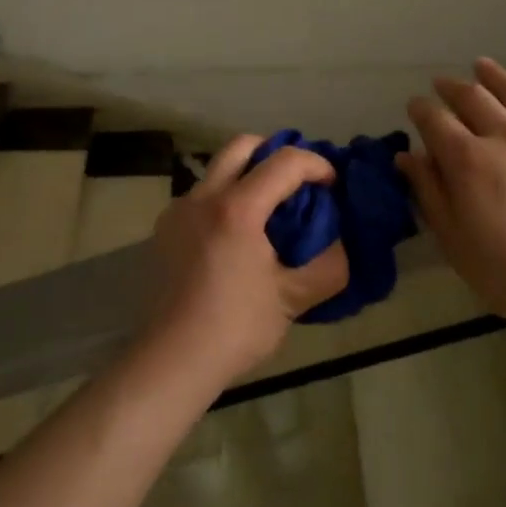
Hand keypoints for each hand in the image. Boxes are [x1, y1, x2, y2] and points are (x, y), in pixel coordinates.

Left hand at [141, 135, 349, 388]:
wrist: (171, 361)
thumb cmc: (235, 329)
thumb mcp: (293, 300)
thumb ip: (328, 266)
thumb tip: (341, 243)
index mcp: (237, 208)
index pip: (285, 162)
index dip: (316, 165)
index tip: (332, 185)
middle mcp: (204, 196)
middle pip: (243, 145)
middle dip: (276, 153)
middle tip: (296, 182)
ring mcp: (179, 209)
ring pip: (218, 168)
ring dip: (248, 175)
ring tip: (268, 210)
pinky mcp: (165, 228)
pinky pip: (201, 195)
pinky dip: (225, 198)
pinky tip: (235, 236)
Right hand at [398, 59, 505, 337]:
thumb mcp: (457, 244)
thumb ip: (429, 194)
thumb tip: (407, 156)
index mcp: (469, 161)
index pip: (435, 120)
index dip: (421, 109)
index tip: (415, 106)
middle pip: (473, 97)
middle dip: (452, 87)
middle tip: (442, 84)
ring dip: (493, 75)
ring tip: (480, 66)